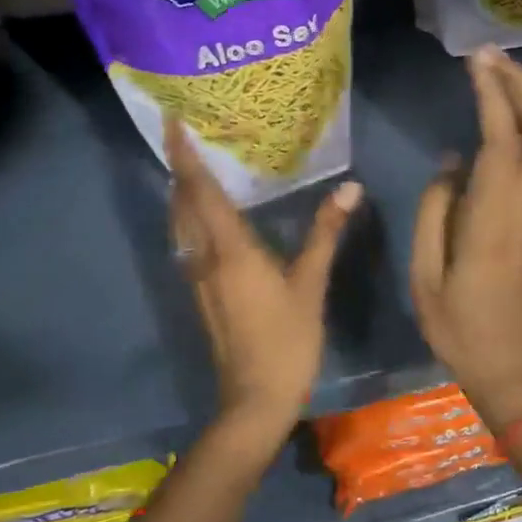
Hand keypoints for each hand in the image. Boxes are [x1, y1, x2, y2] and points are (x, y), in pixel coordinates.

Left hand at [166, 114, 361, 458]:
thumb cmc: (286, 341)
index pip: (200, 190)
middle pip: (182, 202)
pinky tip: (206, 216)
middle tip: (183, 133)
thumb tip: (350, 188)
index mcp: (229, 249)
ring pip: (180, 223)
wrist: (254, 400)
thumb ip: (326, 233)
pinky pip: (187, 241)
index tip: (172, 121)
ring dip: (181, 191)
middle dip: (178, 166)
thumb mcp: (310, 285)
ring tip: (191, 164)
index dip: (184, 154)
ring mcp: (198, 277)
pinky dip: (189, 216)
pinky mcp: (201, 293)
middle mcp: (204, 257)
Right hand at [410, 48, 521, 430]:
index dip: (493, 95)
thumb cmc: (456, 325)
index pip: (502, 141)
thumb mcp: (424, 273)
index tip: (476, 62)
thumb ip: (434, 210)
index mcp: (493, 220)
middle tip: (491, 56)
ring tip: (500, 76)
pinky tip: (509, 119)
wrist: (507, 364)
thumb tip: (453, 161)